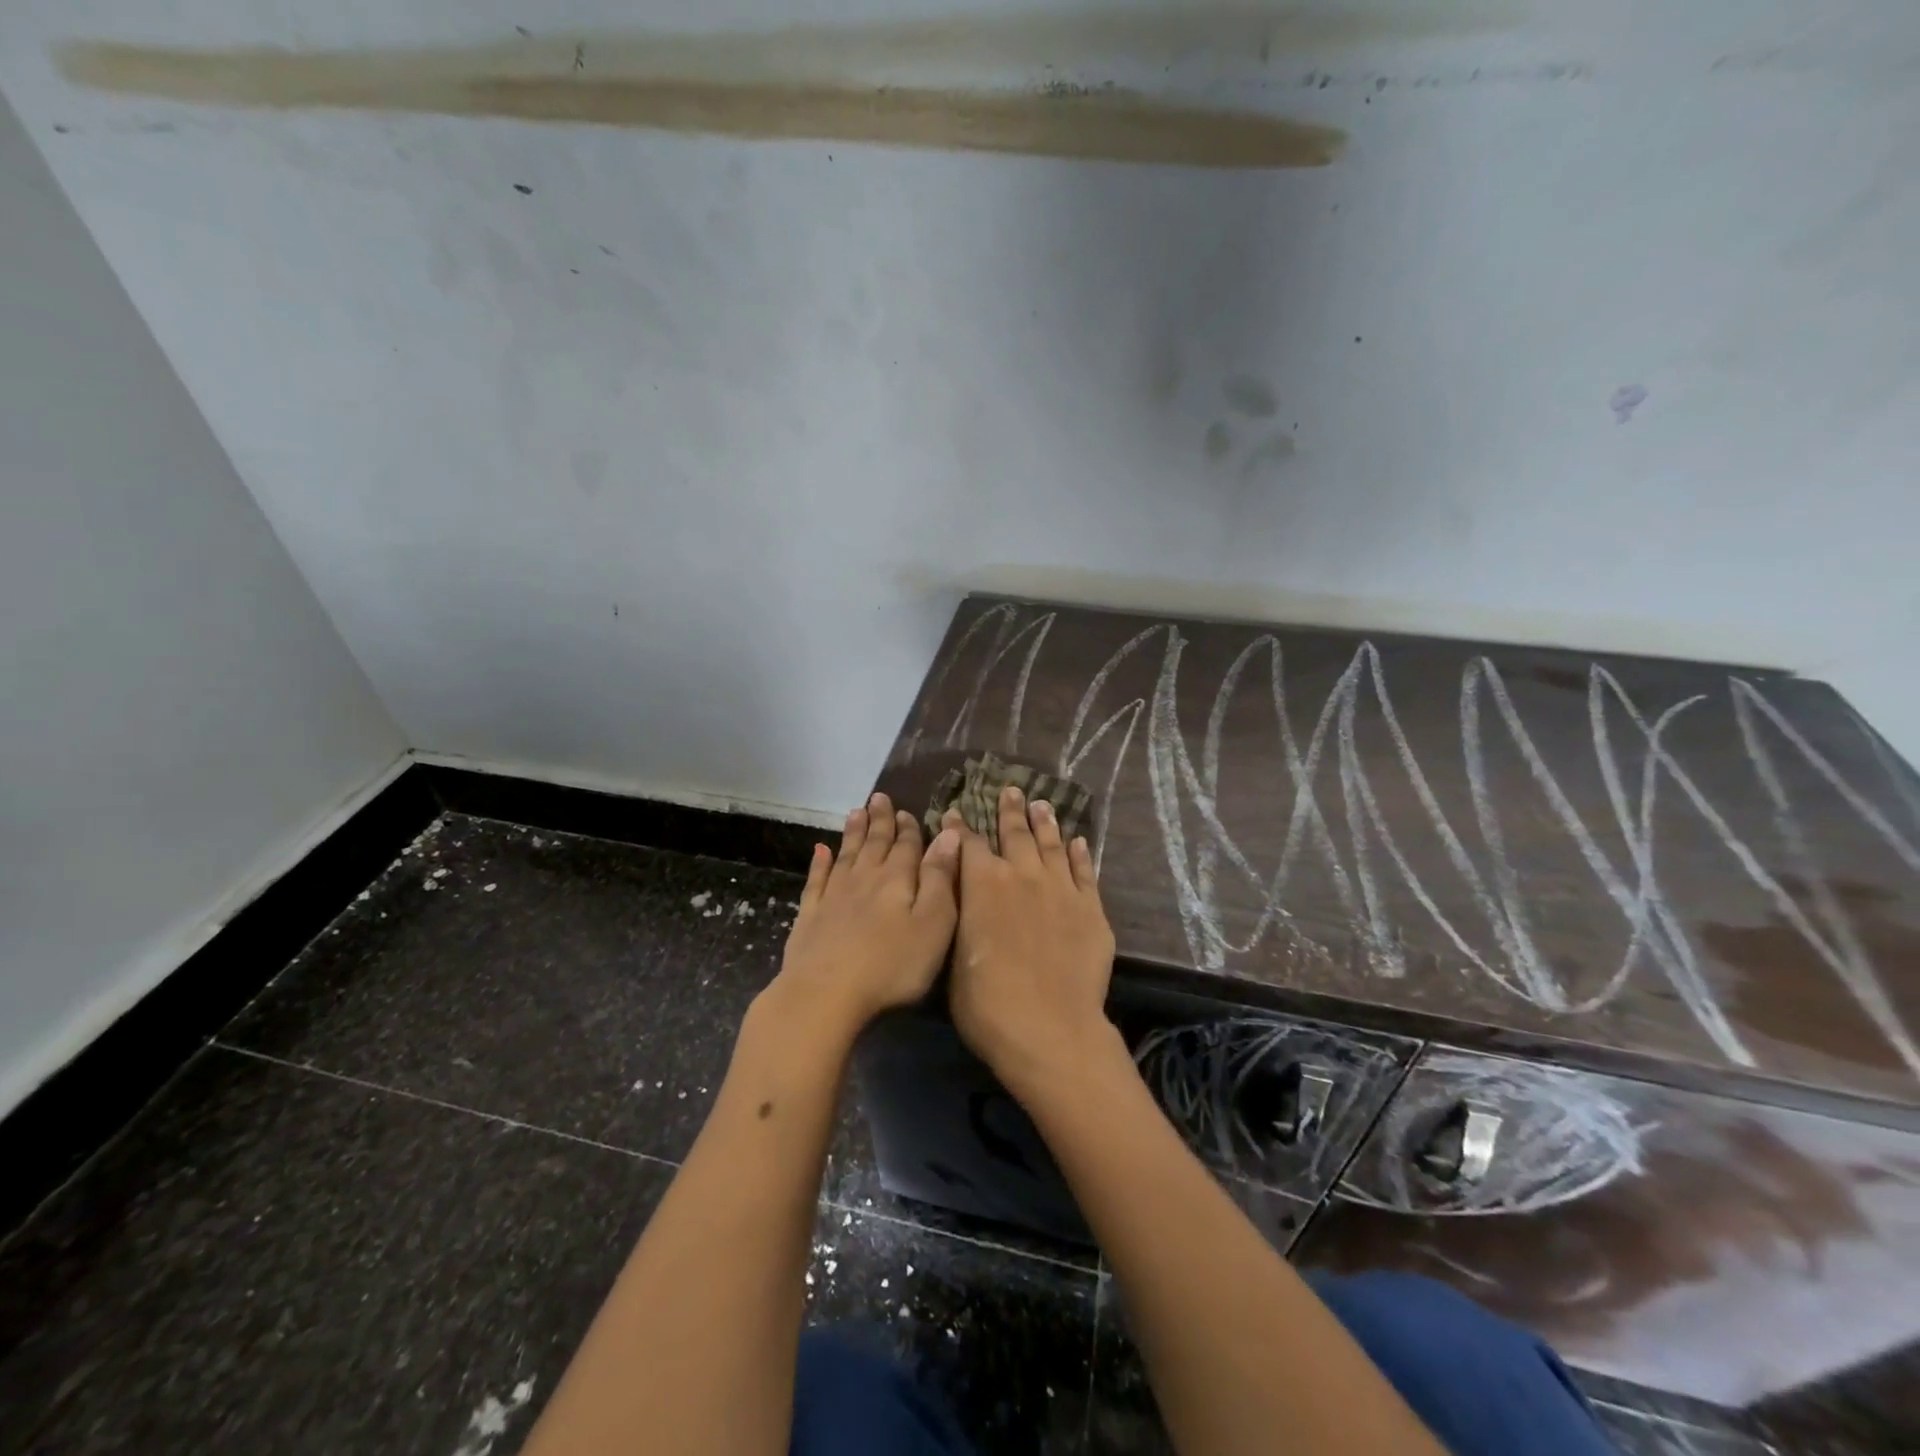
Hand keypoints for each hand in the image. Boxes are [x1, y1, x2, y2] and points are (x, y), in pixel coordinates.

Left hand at [766, 792, 959, 1040]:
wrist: (826, 993)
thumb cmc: (892, 964)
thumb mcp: (933, 923)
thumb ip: (940, 877)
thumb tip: (949, 834)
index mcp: (897, 879)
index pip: (907, 846)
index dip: (909, 829)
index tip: (906, 811)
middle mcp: (865, 879)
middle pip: (875, 843)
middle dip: (880, 821)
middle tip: (879, 798)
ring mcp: (834, 896)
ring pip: (847, 855)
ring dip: (853, 833)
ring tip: (856, 812)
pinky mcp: (810, 916)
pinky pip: (816, 880)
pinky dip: (819, 863)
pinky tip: (820, 850)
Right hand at [947, 786, 1119, 1103]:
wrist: (1049, 1027)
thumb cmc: (987, 1002)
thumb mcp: (954, 956)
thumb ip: (960, 914)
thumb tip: (959, 889)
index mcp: (982, 884)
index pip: (968, 844)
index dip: (959, 827)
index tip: (954, 811)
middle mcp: (1022, 874)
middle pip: (1015, 833)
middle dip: (1009, 810)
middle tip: (1011, 789)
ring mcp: (1060, 889)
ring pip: (1052, 844)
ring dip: (1045, 822)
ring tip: (1042, 803)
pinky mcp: (1091, 908)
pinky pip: (1085, 872)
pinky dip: (1080, 854)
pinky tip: (1079, 842)